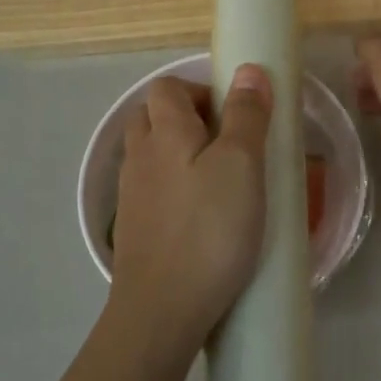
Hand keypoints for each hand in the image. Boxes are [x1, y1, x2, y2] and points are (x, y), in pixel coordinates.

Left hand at [108, 66, 272, 355]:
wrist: (162, 310)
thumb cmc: (209, 230)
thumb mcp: (241, 165)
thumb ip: (246, 115)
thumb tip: (249, 70)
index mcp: (163, 132)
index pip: (168, 87)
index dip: (200, 90)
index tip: (236, 115)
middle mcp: (139, 156)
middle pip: (154, 117)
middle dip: (190, 119)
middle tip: (231, 144)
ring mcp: (132, 195)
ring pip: (153, 155)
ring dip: (182, 154)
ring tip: (222, 180)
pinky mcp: (135, 228)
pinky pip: (153, 190)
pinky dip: (176, 188)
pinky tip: (203, 216)